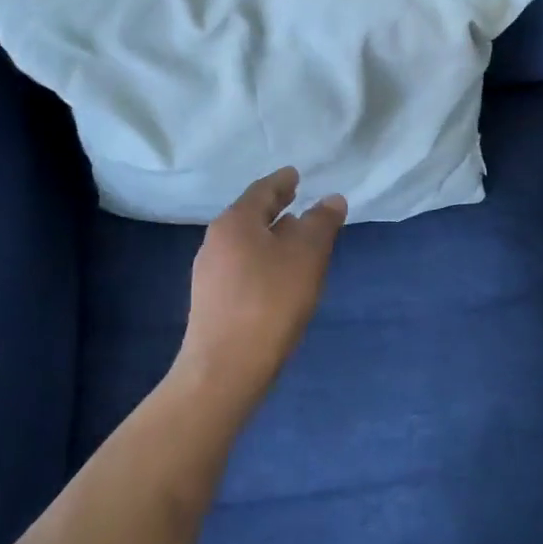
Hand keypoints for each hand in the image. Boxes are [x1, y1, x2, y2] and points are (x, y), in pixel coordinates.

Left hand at [175, 168, 345, 412]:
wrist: (226, 368)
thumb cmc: (270, 301)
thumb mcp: (307, 256)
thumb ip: (321, 223)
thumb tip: (332, 199)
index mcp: (235, 223)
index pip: (262, 190)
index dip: (282, 181)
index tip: (296, 175)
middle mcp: (216, 242)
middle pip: (250, 216)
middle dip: (276, 208)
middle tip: (297, 199)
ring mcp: (210, 273)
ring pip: (247, 243)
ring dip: (271, 236)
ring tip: (296, 238)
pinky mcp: (213, 301)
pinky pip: (243, 267)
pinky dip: (264, 259)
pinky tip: (280, 275)